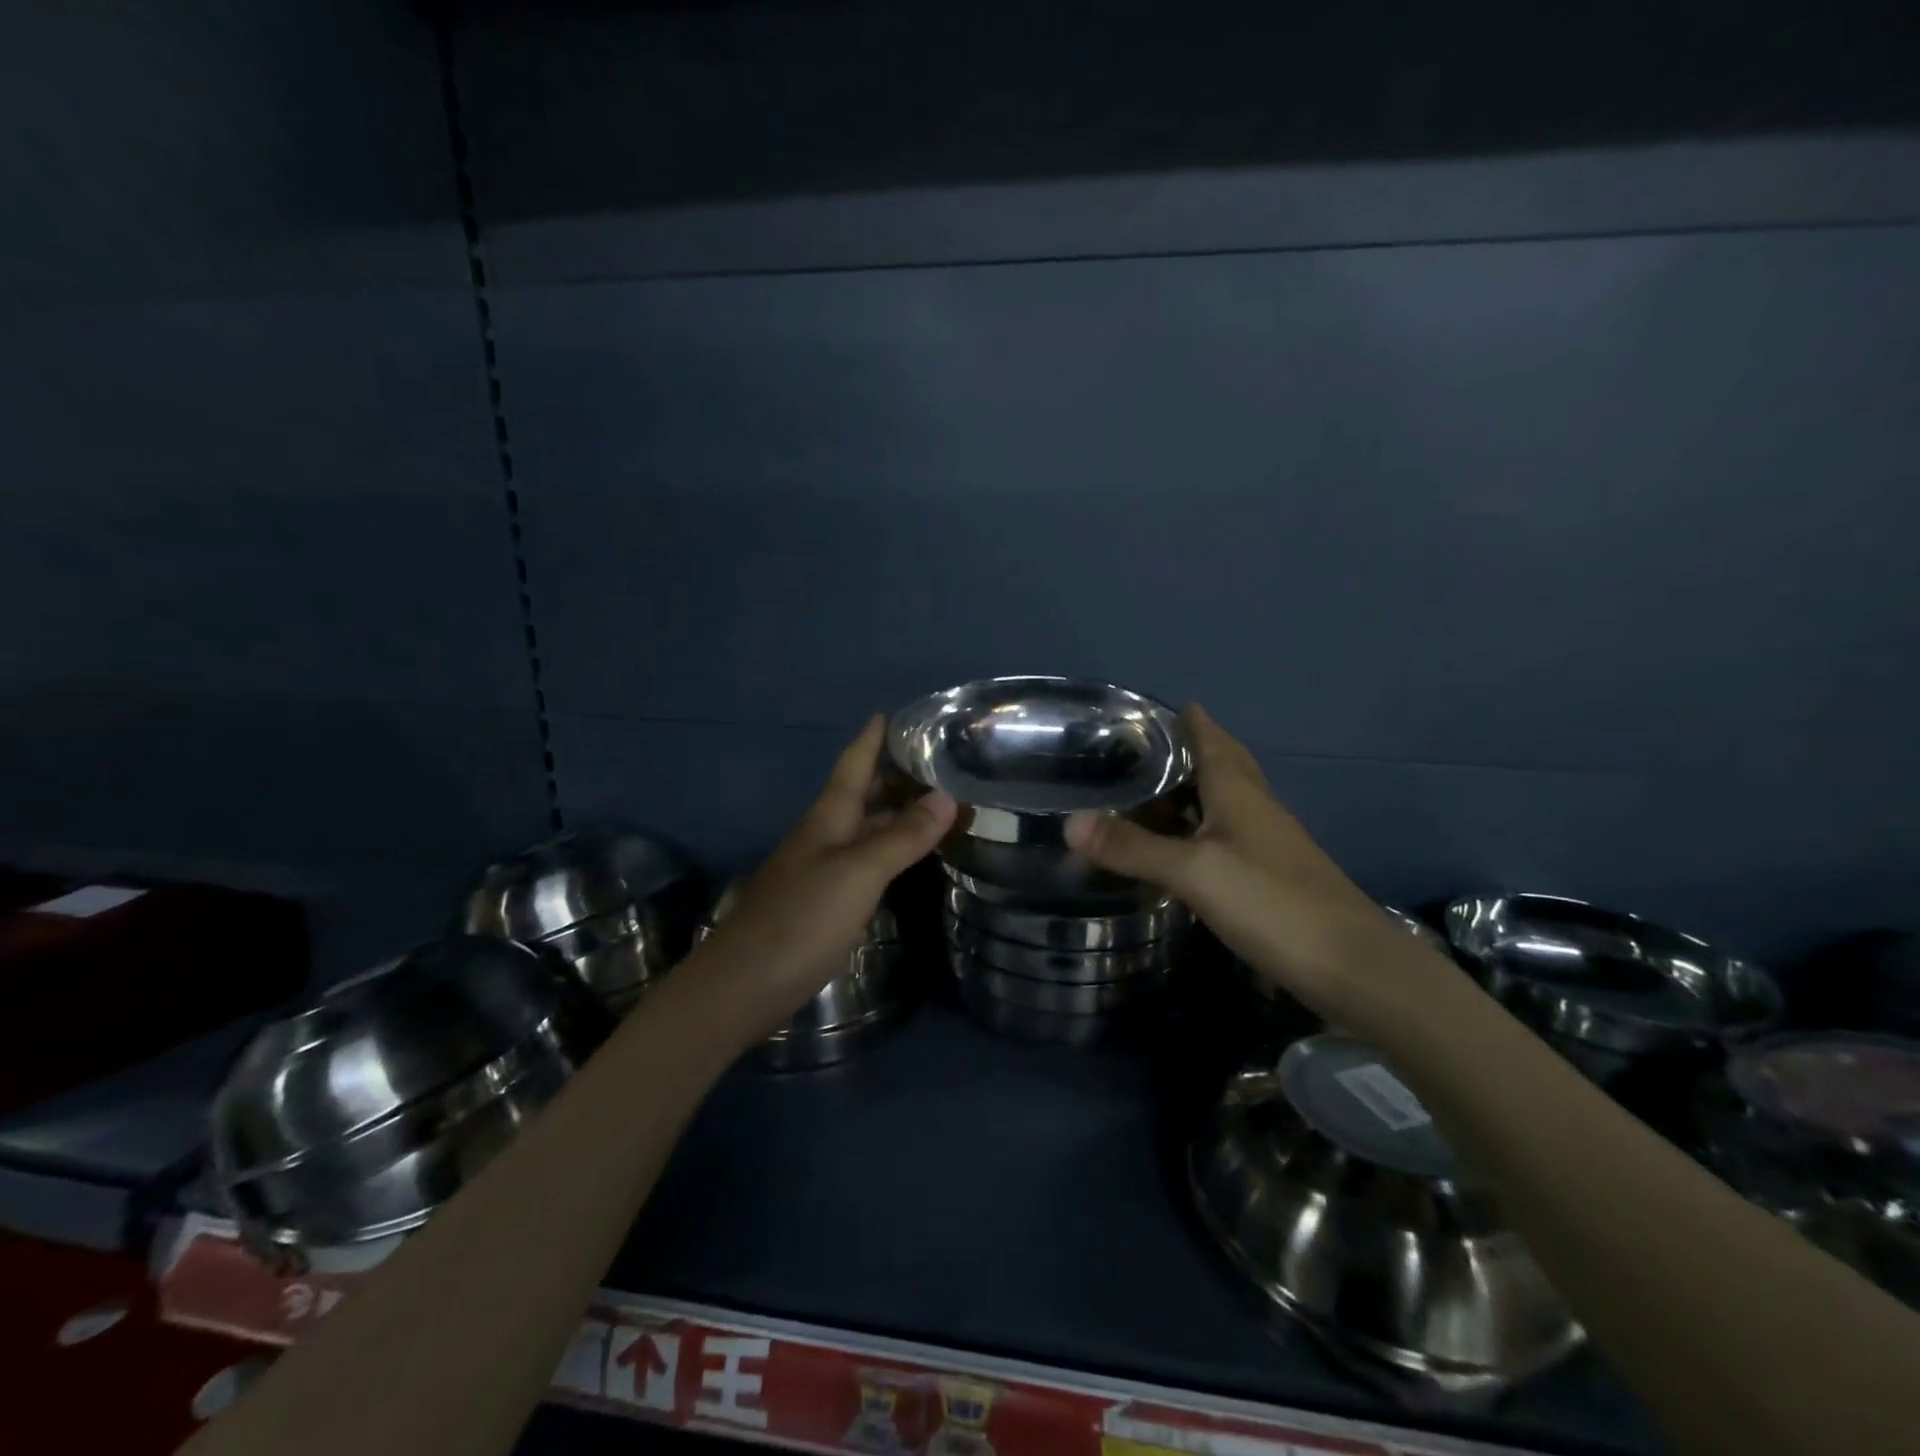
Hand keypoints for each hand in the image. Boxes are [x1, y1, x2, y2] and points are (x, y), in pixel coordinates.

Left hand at [696, 716, 955, 1032]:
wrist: (744, 984)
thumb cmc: (802, 919)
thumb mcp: (858, 872)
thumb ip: (902, 836)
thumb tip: (946, 795)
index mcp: (829, 817)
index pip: (854, 763)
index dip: (872, 738)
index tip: (895, 712)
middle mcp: (825, 835)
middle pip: (861, 793)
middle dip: (894, 773)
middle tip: (938, 760)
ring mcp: (823, 870)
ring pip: (866, 828)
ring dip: (897, 812)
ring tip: (938, 802)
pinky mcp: (826, 903)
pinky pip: (866, 861)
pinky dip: (892, 849)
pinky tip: (909, 856)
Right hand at [1065, 705, 1440, 1033]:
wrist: (1353, 967)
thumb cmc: (1271, 902)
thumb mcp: (1194, 871)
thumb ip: (1133, 848)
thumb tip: (1070, 822)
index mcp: (1238, 792)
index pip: (1211, 739)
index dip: (1188, 720)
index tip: (1153, 709)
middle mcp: (1257, 808)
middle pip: (1223, 765)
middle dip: (1190, 750)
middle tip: (1145, 749)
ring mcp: (1269, 843)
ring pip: (1226, 801)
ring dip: (1193, 790)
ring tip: (1151, 793)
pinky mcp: (1273, 876)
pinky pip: (1228, 835)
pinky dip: (1201, 828)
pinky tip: (1183, 847)